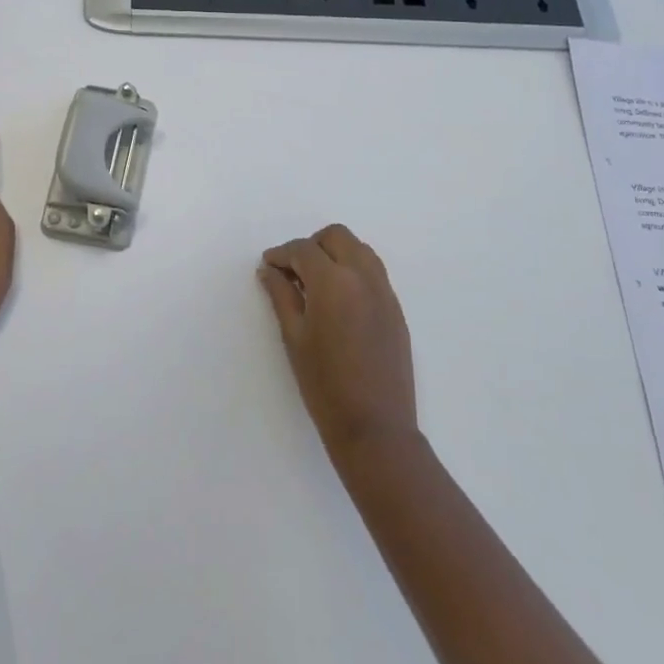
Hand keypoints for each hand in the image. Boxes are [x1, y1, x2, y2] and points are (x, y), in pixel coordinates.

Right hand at [259, 224, 418, 461]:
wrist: (375, 427)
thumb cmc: (324, 385)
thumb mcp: (294, 338)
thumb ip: (281, 296)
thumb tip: (269, 270)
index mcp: (334, 282)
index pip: (304, 250)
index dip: (281, 254)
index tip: (268, 266)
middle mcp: (364, 276)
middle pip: (336, 236)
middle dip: (311, 246)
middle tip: (292, 271)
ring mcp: (385, 291)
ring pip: (359, 249)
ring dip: (335, 254)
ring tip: (315, 284)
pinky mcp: (396, 308)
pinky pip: (373, 272)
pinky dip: (352, 271)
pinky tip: (338, 300)